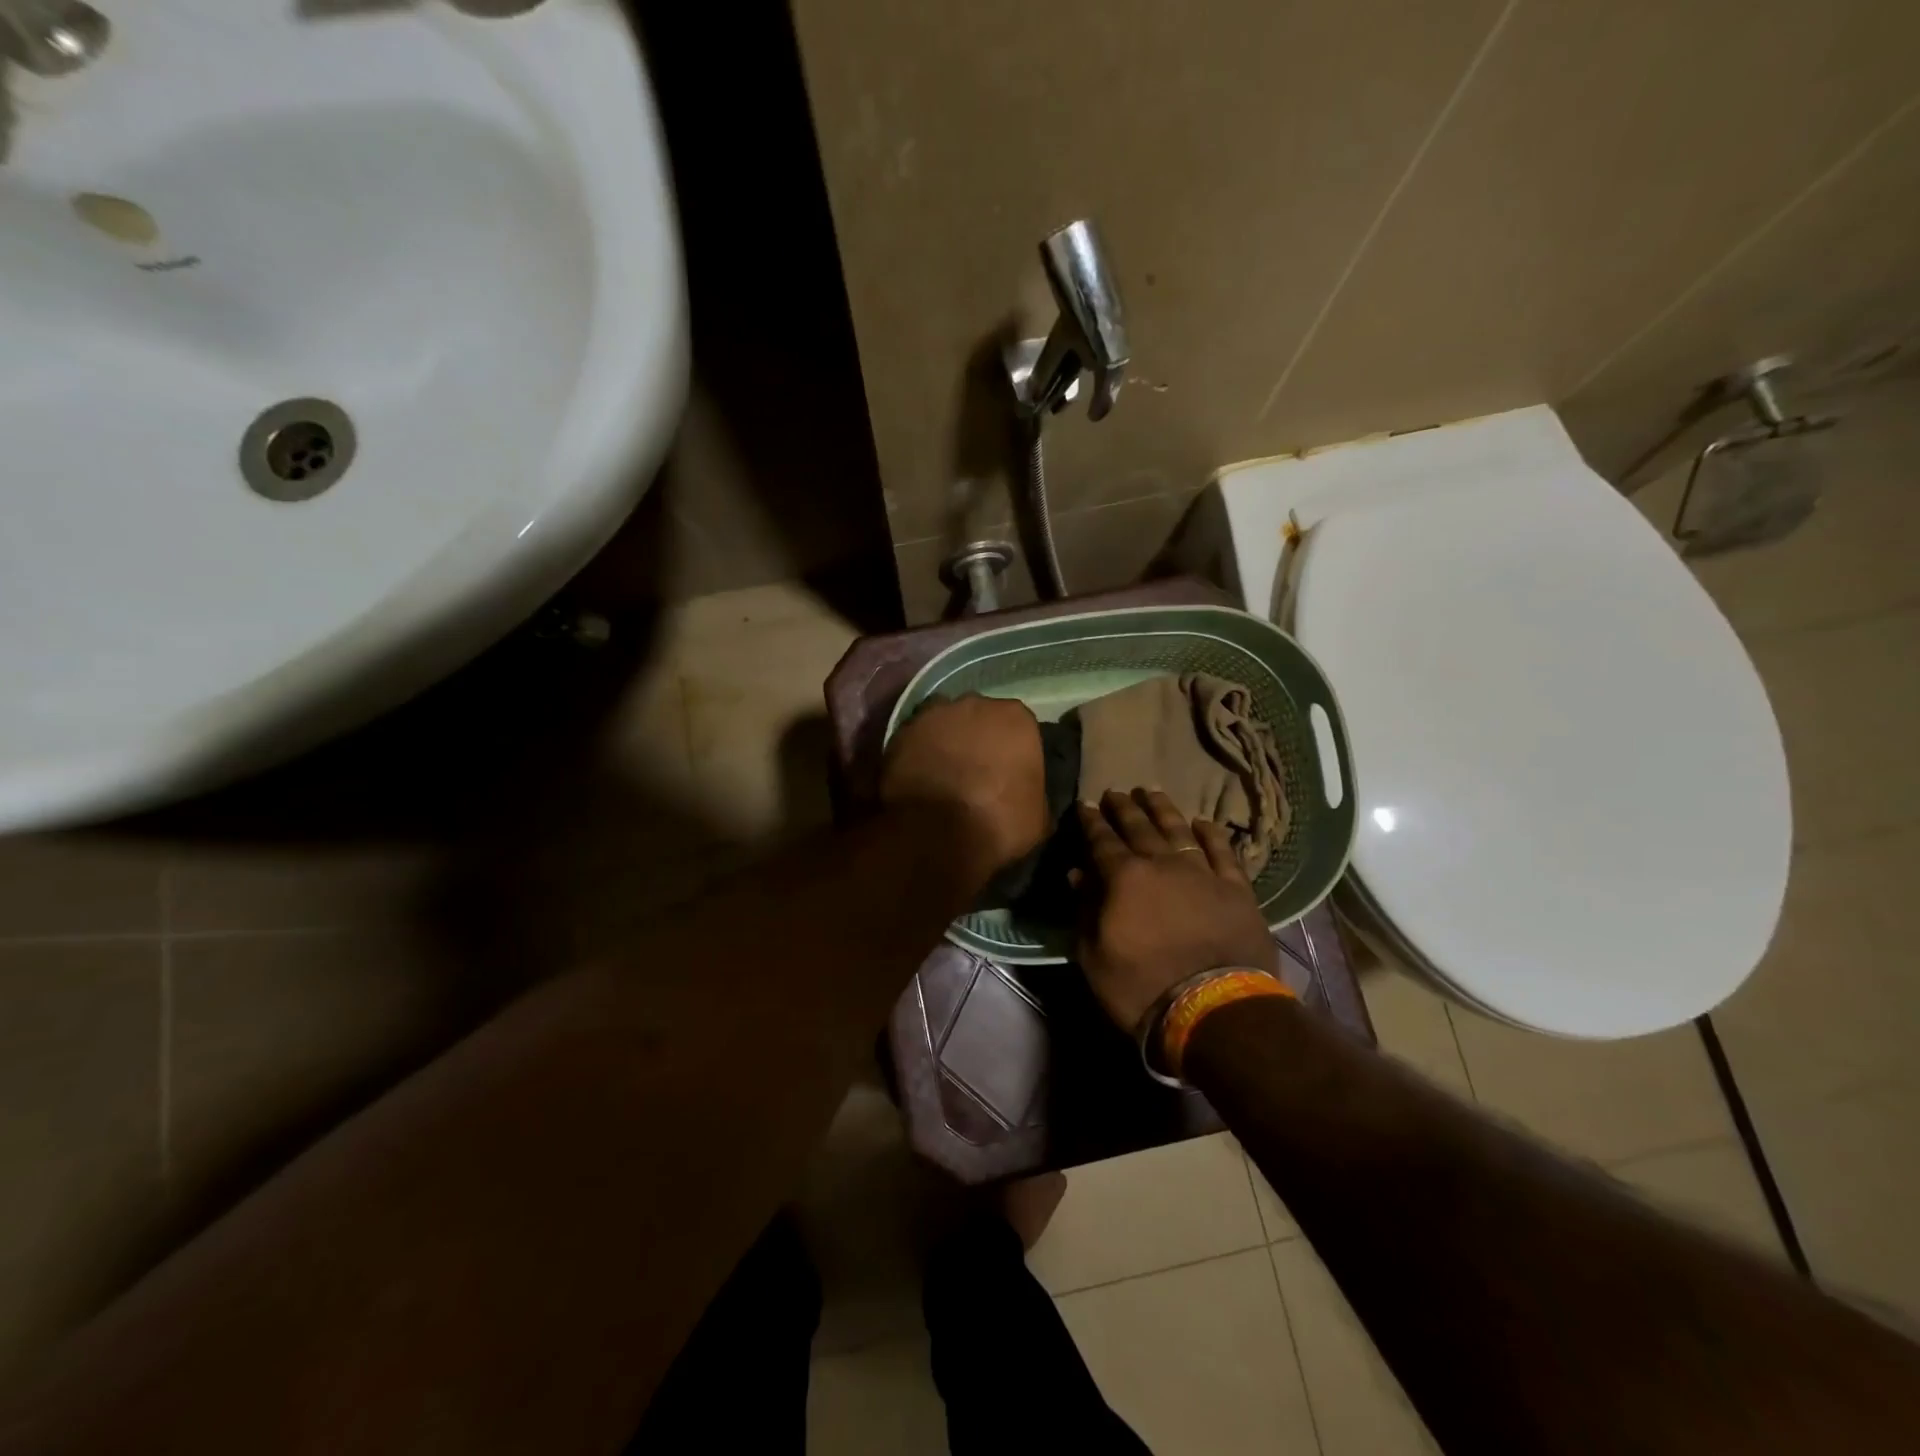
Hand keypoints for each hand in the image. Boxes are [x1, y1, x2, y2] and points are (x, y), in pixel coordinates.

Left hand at [882, 694, 1048, 886]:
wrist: (938, 832)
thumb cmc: (999, 821)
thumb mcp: (1038, 816)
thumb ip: (1035, 792)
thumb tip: (1027, 796)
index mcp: (1016, 718)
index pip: (1019, 727)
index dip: (1012, 750)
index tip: (1008, 773)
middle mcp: (976, 703)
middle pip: (979, 717)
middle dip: (978, 739)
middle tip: (975, 772)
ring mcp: (934, 714)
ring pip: (944, 723)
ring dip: (946, 742)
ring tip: (943, 774)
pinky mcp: (901, 731)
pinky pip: (915, 739)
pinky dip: (918, 753)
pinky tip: (919, 776)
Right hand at [1074, 788, 1276, 1030]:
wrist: (1213, 1009)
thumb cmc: (1142, 987)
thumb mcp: (1094, 955)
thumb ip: (1085, 910)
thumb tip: (1077, 874)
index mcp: (1124, 878)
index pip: (1101, 841)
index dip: (1090, 821)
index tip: (1083, 804)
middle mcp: (1162, 864)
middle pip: (1139, 827)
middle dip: (1123, 808)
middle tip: (1114, 791)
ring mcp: (1203, 873)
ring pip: (1179, 830)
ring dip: (1163, 809)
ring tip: (1151, 792)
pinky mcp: (1236, 889)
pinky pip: (1223, 852)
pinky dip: (1211, 834)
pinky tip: (1203, 822)